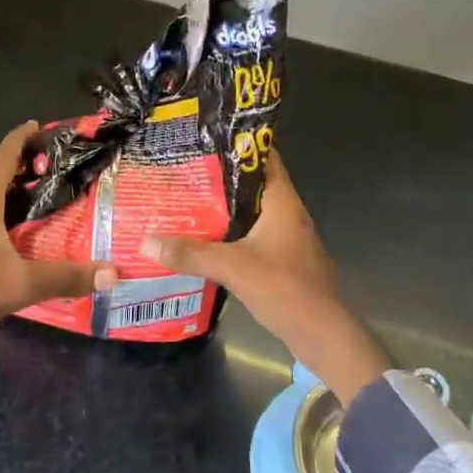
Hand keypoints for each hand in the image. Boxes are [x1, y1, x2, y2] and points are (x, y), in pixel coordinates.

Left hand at [0, 122, 117, 375]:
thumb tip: (112, 273)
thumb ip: (66, 278)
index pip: (1, 158)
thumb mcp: (22, 286)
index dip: (19, 139)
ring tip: (31, 186)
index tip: (37, 125)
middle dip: (14, 158)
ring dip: (2, 180)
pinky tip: (8, 222)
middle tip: (44, 159)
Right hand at [143, 151, 388, 403]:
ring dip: (223, 207)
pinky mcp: (282, 261)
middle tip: (183, 167)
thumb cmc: (287, 289)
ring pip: (250, 212)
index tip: (206, 135)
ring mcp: (286, 238)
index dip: (238, 142)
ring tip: (185, 198)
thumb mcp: (234, 268)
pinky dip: (229, 233)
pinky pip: (251, 236)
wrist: (326, 337)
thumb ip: (191, 254)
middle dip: (220, 176)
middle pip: (251, 184)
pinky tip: (203, 238)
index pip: (264, 156)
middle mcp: (286, 213)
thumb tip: (146, 241)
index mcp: (282, 201)